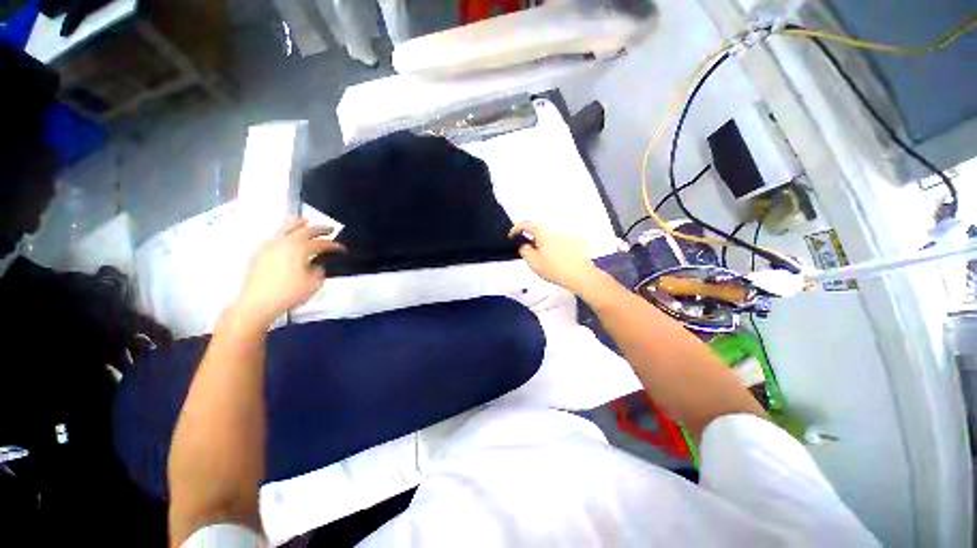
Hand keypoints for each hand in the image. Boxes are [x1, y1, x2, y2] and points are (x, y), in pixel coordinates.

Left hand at [232, 218, 346, 328]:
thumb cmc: (289, 292)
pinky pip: (274, 235)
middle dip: (320, 229)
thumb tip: (317, 264)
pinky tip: (286, 234)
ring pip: (285, 227)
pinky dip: (284, 230)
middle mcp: (285, 241)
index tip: (343, 249)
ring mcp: (270, 244)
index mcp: (300, 248)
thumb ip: (319, 269)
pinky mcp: (260, 251)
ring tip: (305, 220)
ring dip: (298, 223)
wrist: (257, 301)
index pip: (322, 243)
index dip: (335, 245)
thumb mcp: (313, 283)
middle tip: (330, 229)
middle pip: (305, 230)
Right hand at [509, 222, 601, 294]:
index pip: (525, 225)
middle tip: (530, 251)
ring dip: (545, 242)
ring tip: (547, 258)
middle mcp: (555, 229)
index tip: (513, 235)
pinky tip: (559, 258)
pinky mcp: (577, 239)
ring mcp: (567, 233)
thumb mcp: (533, 262)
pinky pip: (562, 240)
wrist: (581, 275)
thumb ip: (524, 250)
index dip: (516, 230)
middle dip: (532, 238)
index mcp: (543, 232)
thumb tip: (524, 245)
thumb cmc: (558, 269)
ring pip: (551, 234)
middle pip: (539, 229)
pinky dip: (557, 246)